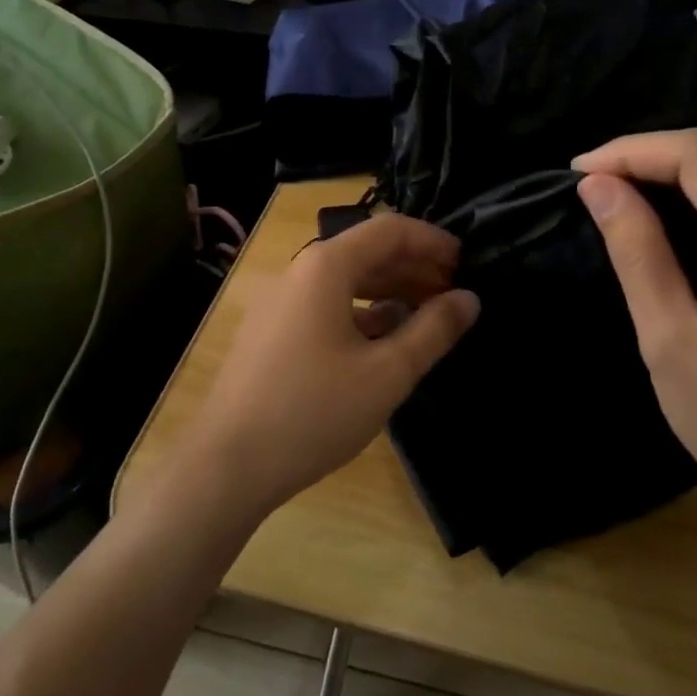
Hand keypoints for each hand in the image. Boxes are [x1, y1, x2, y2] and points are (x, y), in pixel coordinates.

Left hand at [184, 214, 479, 520]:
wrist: (227, 465)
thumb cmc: (313, 412)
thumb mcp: (387, 373)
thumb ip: (434, 330)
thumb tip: (469, 298)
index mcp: (326, 267)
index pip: (390, 230)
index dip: (433, 241)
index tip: (467, 264)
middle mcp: (300, 271)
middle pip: (367, 251)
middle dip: (415, 266)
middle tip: (454, 293)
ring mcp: (282, 302)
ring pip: (347, 279)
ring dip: (391, 289)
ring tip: (429, 314)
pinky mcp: (274, 331)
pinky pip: (327, 305)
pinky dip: (363, 312)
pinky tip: (386, 338)